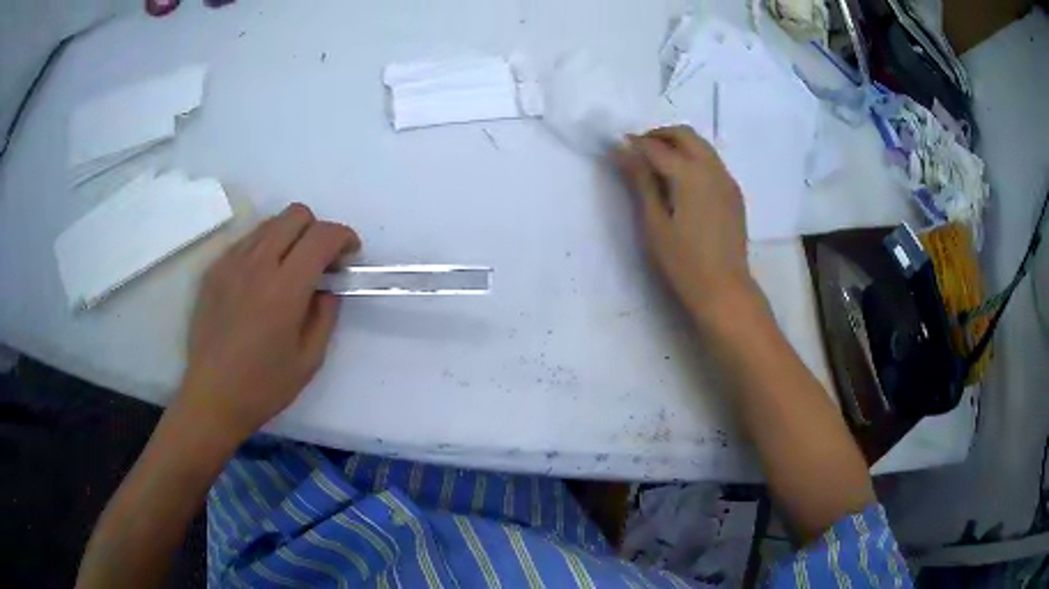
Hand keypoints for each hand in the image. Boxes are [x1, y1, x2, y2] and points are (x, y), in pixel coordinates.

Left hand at [178, 203, 360, 442]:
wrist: (212, 397)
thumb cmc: (264, 387)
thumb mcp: (310, 360)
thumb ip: (326, 316)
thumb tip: (327, 288)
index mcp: (284, 290)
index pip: (321, 236)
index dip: (344, 237)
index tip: (349, 255)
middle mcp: (256, 265)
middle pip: (296, 214)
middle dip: (317, 230)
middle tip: (320, 262)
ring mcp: (231, 263)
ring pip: (270, 223)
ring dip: (290, 236)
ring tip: (290, 270)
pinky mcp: (214, 270)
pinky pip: (247, 241)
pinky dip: (264, 248)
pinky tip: (261, 280)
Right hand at [615, 126, 758, 322]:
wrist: (725, 289)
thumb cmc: (684, 262)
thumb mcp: (654, 223)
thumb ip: (640, 182)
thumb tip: (623, 151)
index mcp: (690, 175)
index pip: (657, 147)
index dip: (635, 144)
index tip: (618, 146)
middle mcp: (712, 169)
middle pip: (685, 135)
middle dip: (660, 135)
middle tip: (640, 150)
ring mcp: (727, 180)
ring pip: (701, 146)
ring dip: (678, 144)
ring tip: (658, 164)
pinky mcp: (734, 193)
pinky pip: (712, 162)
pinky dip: (694, 158)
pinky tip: (682, 181)